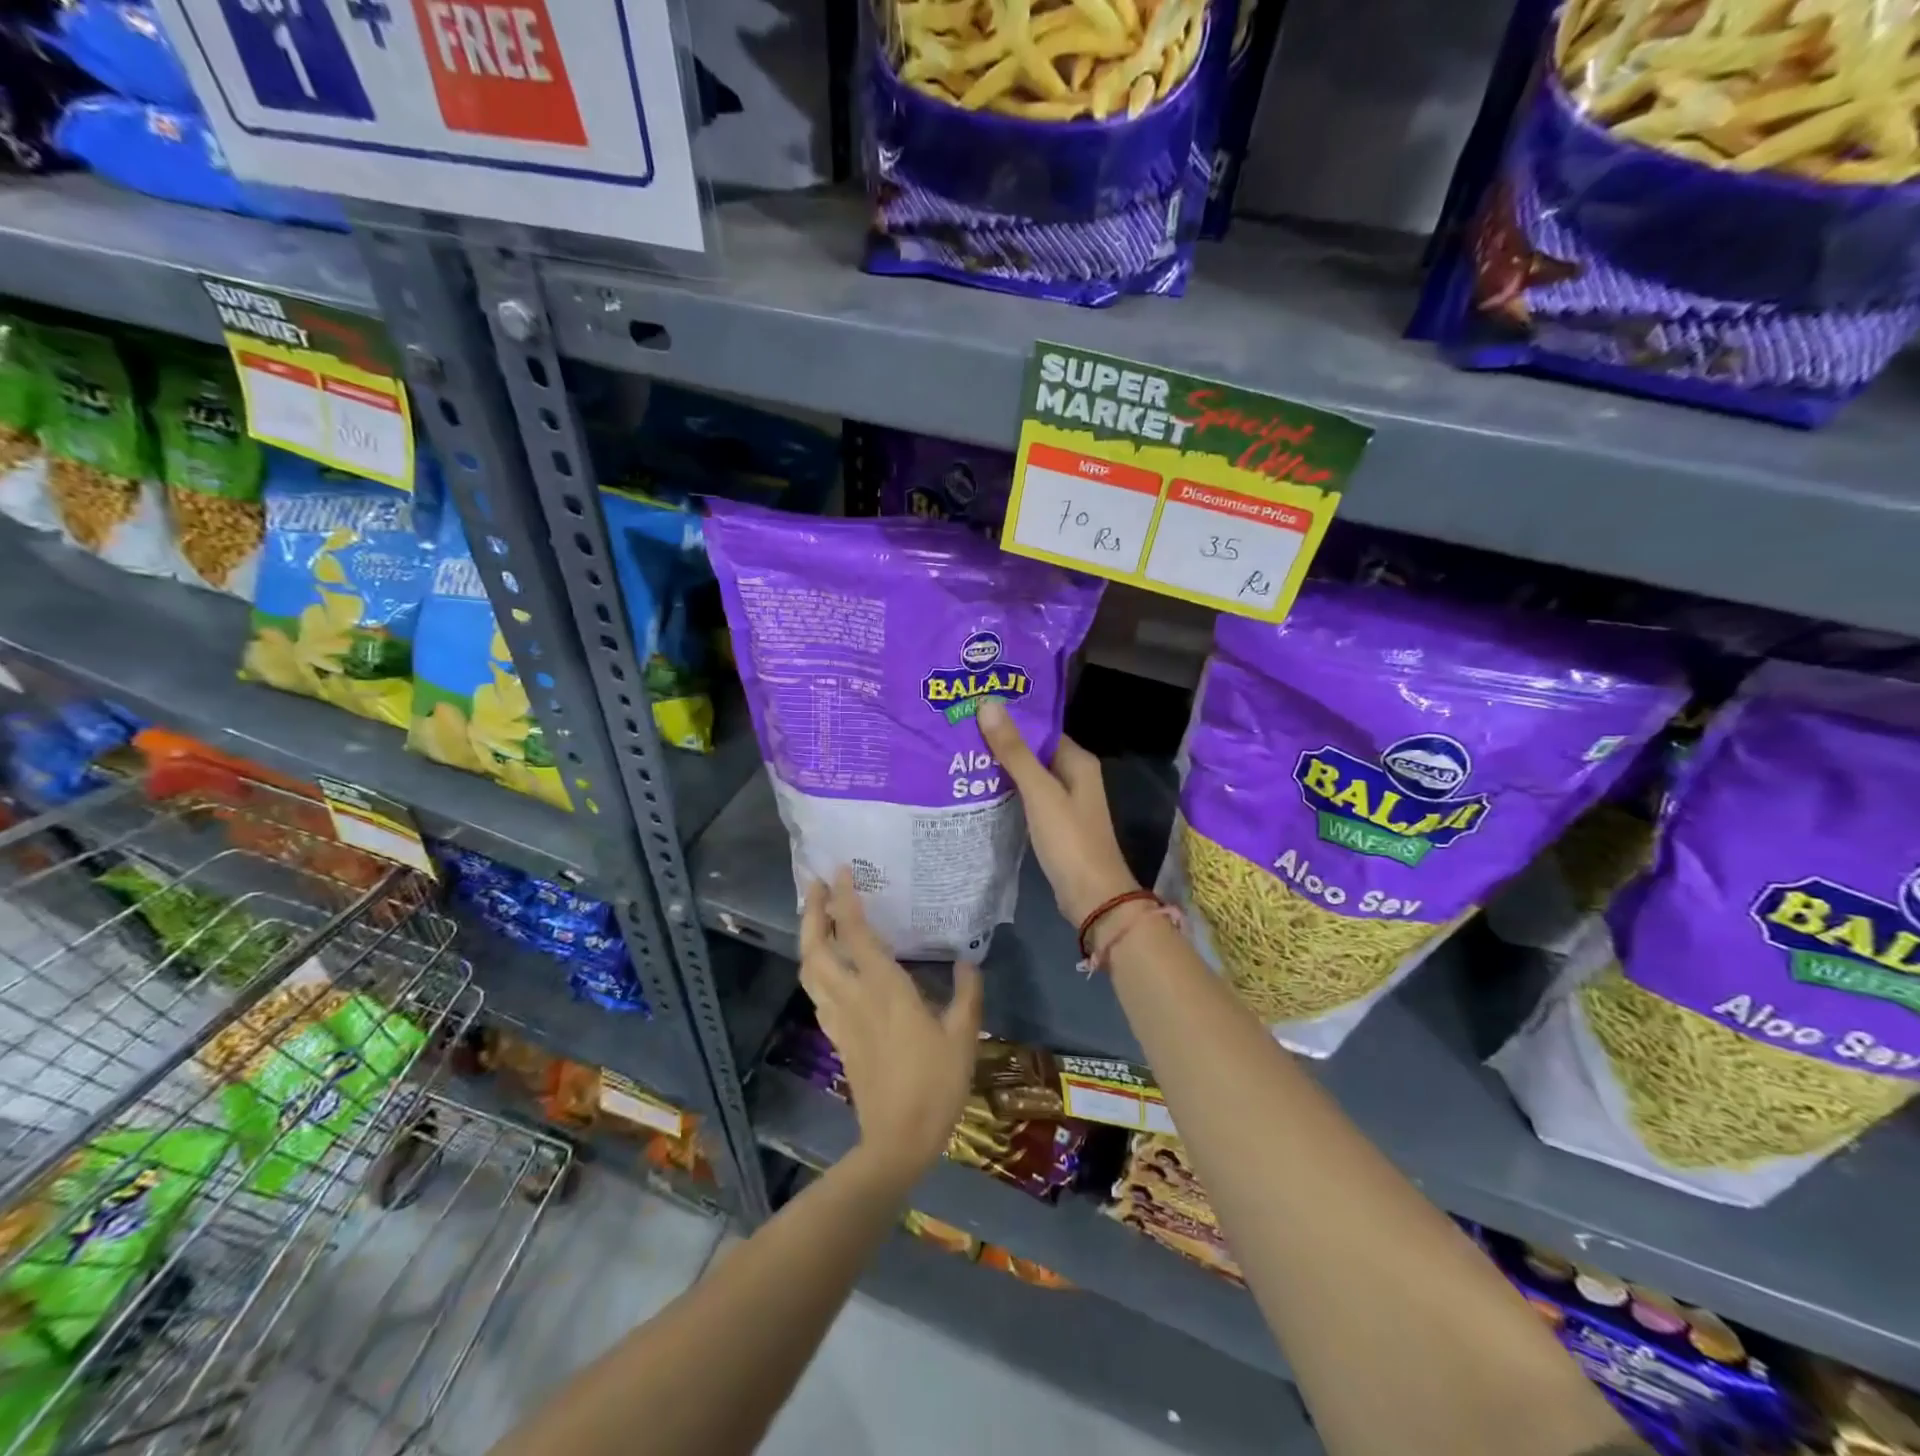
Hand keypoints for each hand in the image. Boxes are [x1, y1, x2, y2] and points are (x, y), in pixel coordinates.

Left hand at [799, 871, 982, 1180]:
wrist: (899, 1140)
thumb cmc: (936, 1084)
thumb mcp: (964, 1036)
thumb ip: (967, 993)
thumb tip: (968, 959)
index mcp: (884, 988)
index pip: (854, 934)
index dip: (844, 900)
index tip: (840, 872)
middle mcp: (854, 996)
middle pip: (815, 948)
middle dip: (811, 913)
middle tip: (815, 886)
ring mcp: (840, 1018)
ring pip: (809, 971)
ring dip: (807, 938)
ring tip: (816, 916)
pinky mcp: (837, 1037)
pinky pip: (816, 993)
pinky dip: (814, 968)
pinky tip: (827, 965)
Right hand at [977, 697, 1138, 925]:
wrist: (1092, 896)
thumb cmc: (1070, 839)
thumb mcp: (1039, 792)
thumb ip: (1014, 751)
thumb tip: (989, 704)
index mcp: (1078, 761)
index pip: (1040, 729)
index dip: (1011, 720)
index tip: (975, 709)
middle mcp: (1074, 776)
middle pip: (1033, 751)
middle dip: (1001, 743)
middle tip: (960, 731)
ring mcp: (1065, 802)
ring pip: (1029, 776)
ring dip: (1001, 768)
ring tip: (961, 756)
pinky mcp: (1055, 824)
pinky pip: (1027, 799)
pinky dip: (1007, 792)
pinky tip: (978, 790)